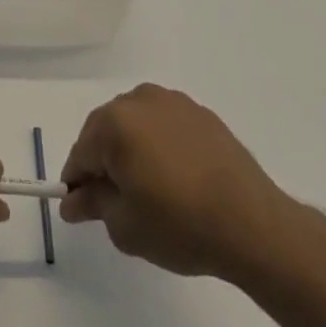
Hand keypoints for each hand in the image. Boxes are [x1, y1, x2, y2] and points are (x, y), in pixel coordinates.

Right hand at [59, 83, 309, 284]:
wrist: (252, 223)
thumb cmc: (180, 225)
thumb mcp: (125, 226)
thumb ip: (93, 205)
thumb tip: (73, 200)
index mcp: (114, 123)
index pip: (81, 153)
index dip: (77, 183)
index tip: (83, 210)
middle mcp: (139, 100)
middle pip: (106, 131)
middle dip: (104, 162)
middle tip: (117, 203)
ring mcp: (172, 102)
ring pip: (135, 125)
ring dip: (132, 150)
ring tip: (150, 190)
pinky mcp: (200, 113)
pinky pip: (165, 126)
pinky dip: (160, 146)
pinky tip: (176, 178)